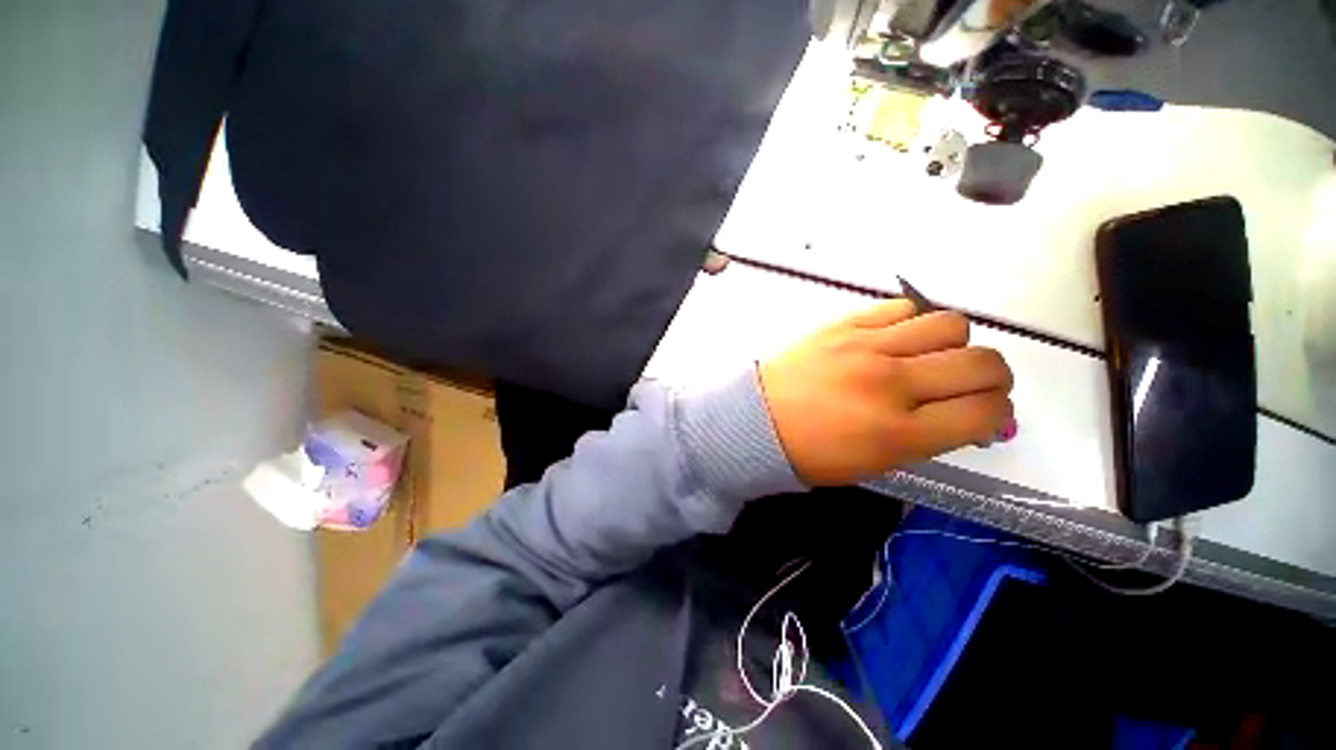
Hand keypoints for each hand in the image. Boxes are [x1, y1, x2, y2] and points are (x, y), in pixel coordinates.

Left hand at [758, 300, 1012, 485]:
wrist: (756, 420)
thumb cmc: (811, 452)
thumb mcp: (877, 462)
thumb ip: (931, 438)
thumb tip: (976, 417)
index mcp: (898, 433)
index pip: (984, 412)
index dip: (997, 414)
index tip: (987, 414)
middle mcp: (890, 384)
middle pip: (981, 363)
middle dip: (991, 377)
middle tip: (971, 384)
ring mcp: (865, 348)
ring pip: (949, 324)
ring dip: (955, 344)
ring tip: (932, 357)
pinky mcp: (843, 325)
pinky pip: (900, 307)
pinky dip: (912, 321)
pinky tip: (898, 338)